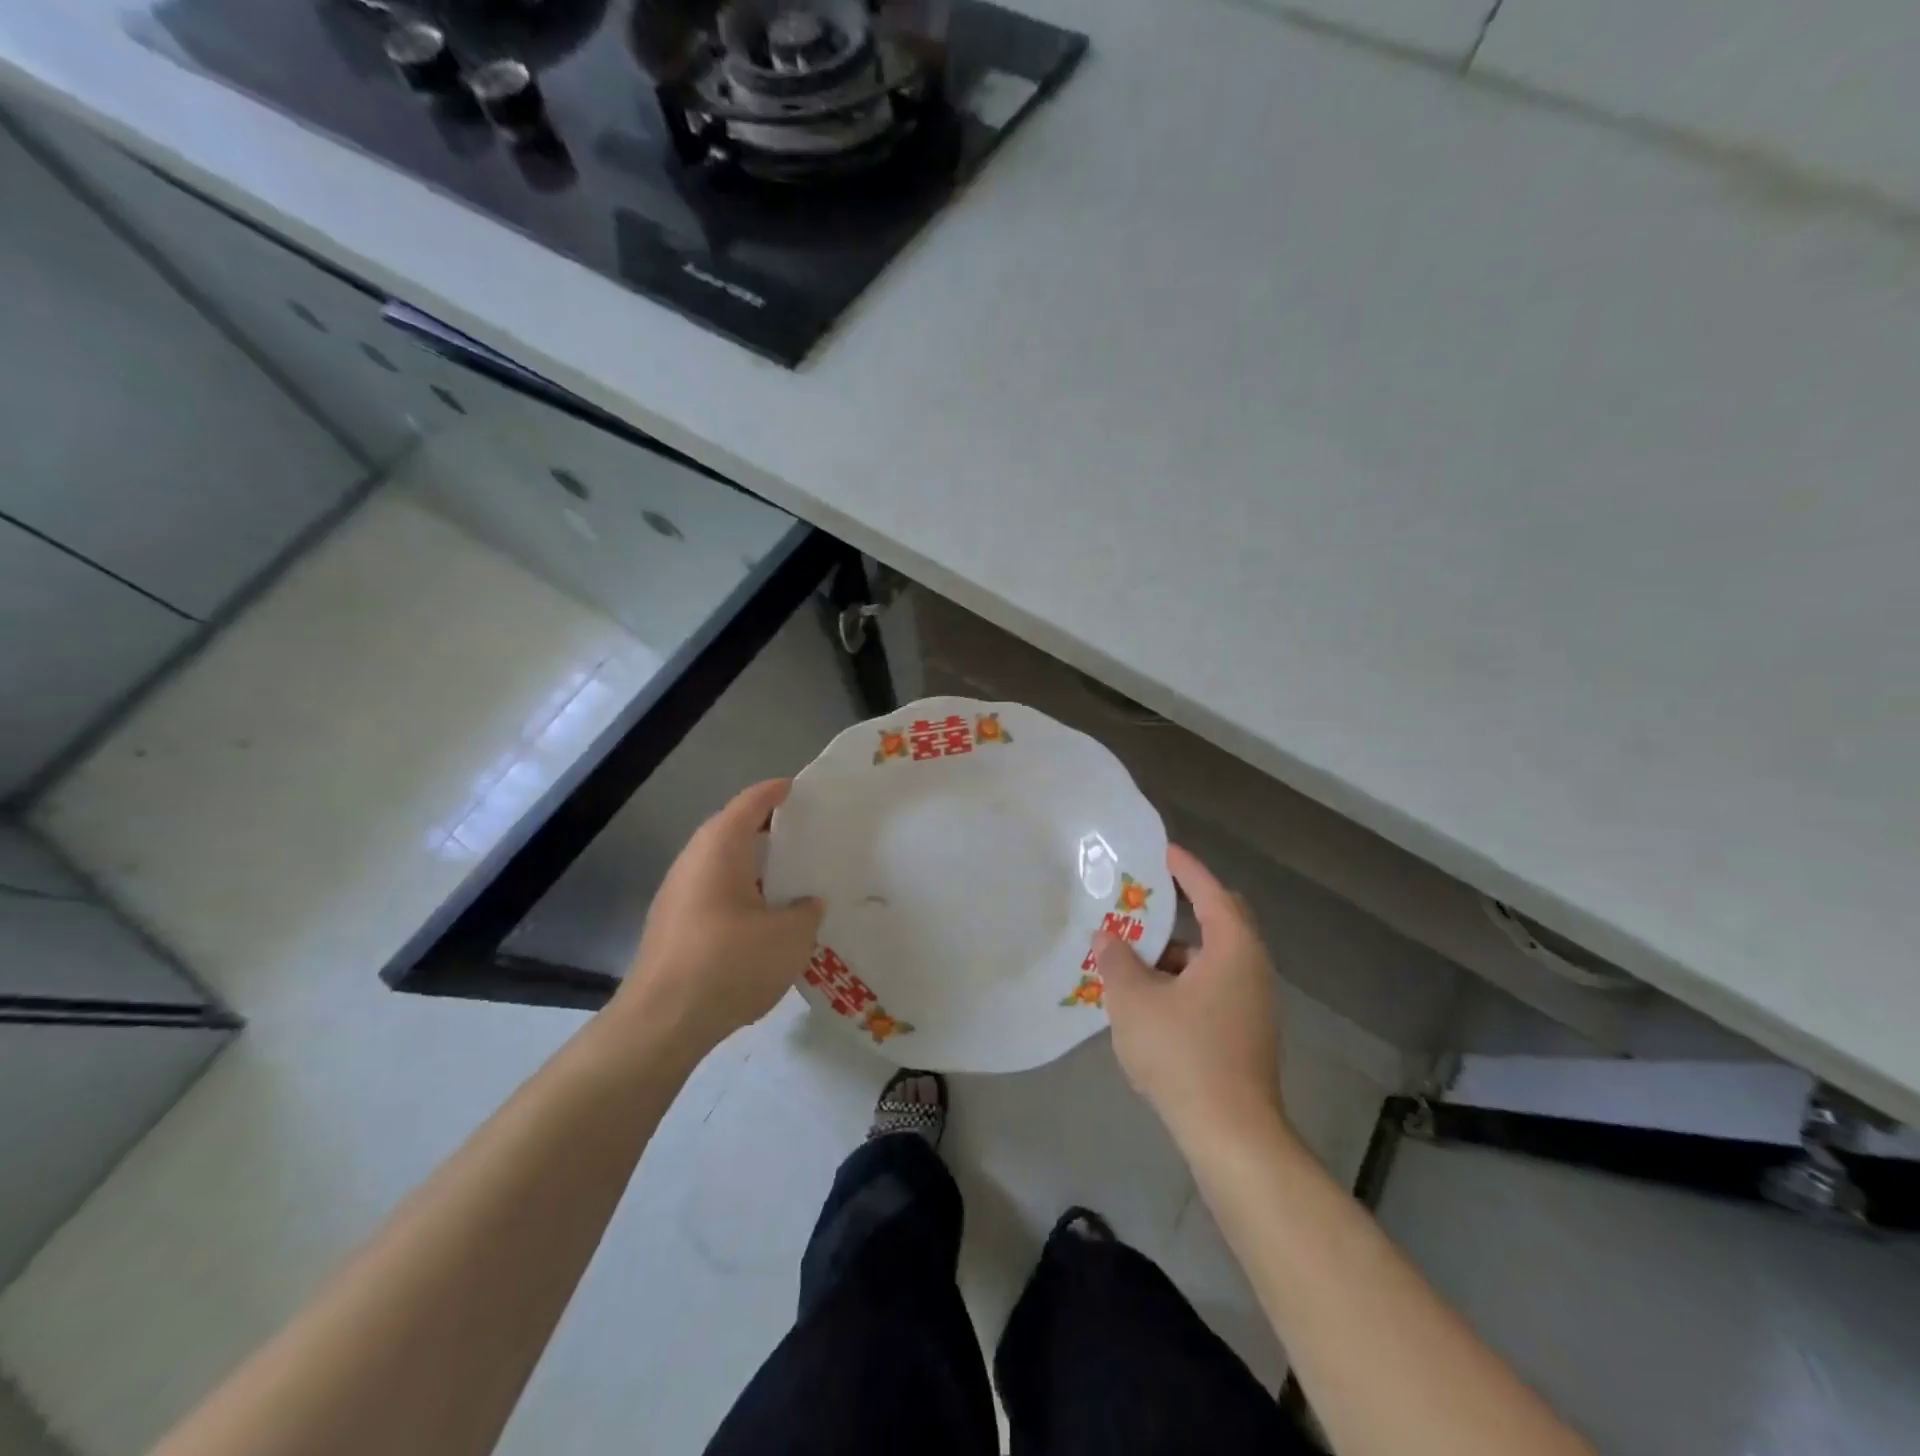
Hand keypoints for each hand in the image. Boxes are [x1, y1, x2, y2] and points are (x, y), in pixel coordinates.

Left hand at [609, 779, 823, 1059]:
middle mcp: (694, 862)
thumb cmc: (729, 963)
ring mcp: (678, 896)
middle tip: (809, 837)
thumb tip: (807, 903)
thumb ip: (807, 911)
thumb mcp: (789, 936)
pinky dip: (743, 897)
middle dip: (771, 832)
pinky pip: (716, 896)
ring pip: (725, 867)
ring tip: (795, 879)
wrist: (661, 1023)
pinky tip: (767, 922)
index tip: (802, 789)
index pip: (751, 803)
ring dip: (757, 869)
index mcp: (720, 848)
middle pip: (735, 832)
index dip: (777, 792)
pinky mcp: (674, 928)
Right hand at [1096, 845, 1285, 1144]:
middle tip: (1145, 901)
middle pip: (1219, 923)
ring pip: (1212, 960)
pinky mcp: (1246, 1035)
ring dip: (1175, 952)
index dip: (1186, 868)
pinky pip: (1213, 988)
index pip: (1210, 892)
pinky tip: (1150, 1001)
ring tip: (1133, 956)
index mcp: (1233, 949)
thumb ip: (1117, 960)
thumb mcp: (1134, 1000)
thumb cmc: (1183, 1053)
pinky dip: (1182, 981)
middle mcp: (1252, 970)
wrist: (1232, 1136)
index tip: (1162, 851)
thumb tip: (1108, 937)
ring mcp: (1253, 1006)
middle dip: (1182, 908)